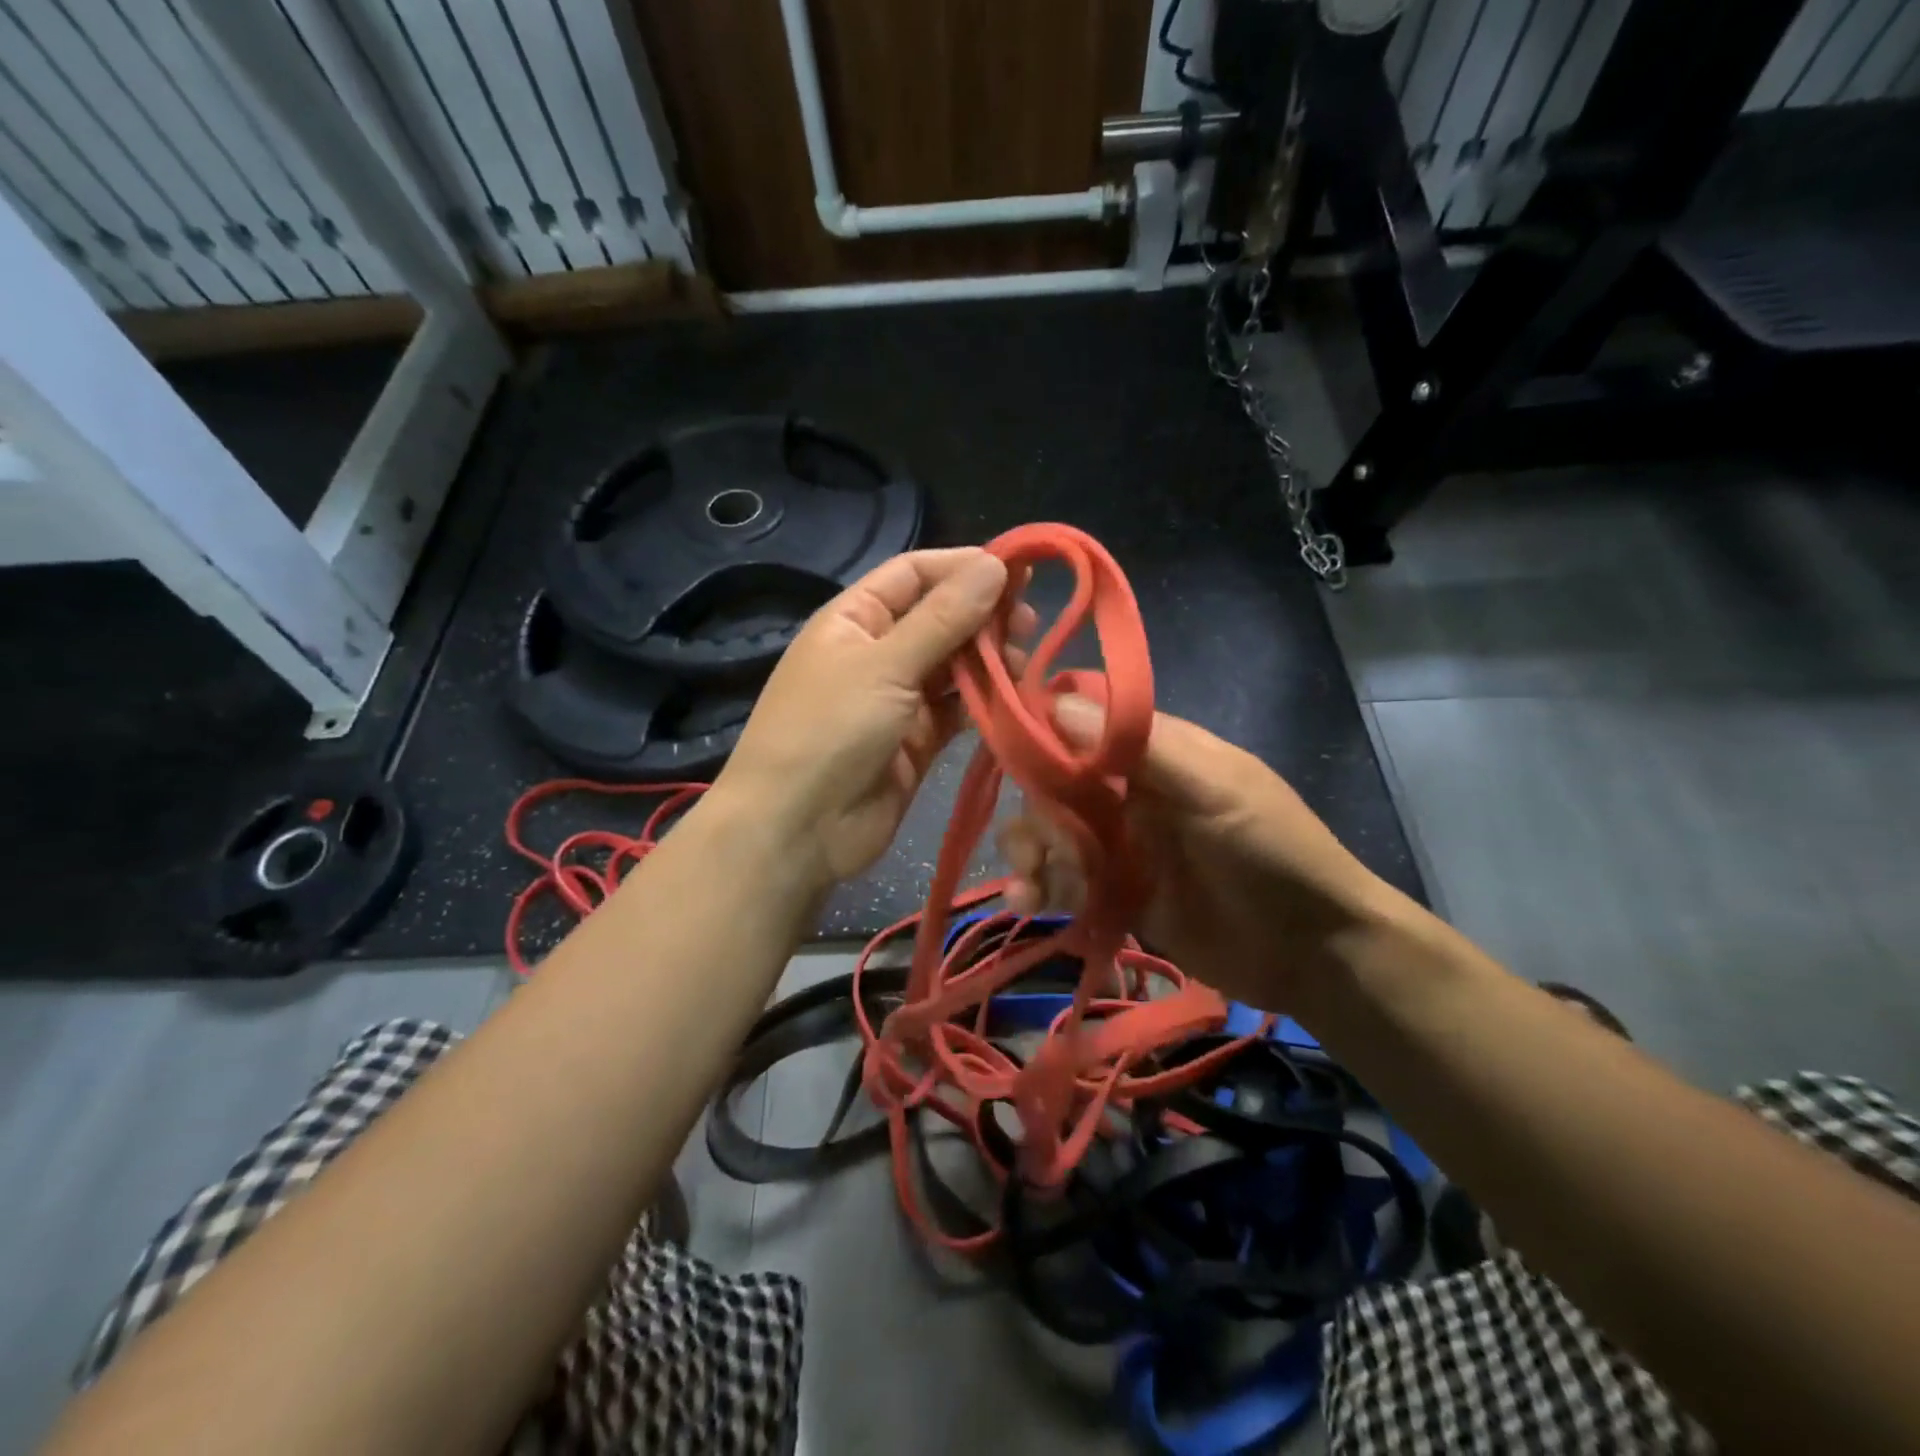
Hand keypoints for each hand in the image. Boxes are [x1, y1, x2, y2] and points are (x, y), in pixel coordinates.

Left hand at [713, 548, 1035, 890]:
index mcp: (854, 619)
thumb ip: (943, 618)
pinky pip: (958, 709)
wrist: (798, 830)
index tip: (1017, 569)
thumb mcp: (884, 665)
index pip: (914, 573)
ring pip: (954, 665)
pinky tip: (1015, 694)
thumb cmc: (829, 731)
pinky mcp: (919, 741)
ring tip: (1025, 659)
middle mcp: (878, 652)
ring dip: (989, 659)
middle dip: (983, 615)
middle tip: (1030, 621)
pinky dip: (985, 701)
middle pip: (940, 618)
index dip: (963, 566)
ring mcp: (898, 699)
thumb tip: (995, 564)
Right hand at [997, 696, 1390, 1010]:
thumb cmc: (1272, 851)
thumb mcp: (1217, 789)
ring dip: (1028, 852)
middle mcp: (1127, 790)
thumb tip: (1056, 703)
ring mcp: (1119, 843)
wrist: (1313, 952)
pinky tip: (1030, 902)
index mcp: (1153, 751)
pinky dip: (1039, 887)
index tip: (1005, 749)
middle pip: (1053, 784)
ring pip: (1049, 832)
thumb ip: (1141, 748)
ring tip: (1030, 887)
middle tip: (1038, 847)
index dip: (1039, 729)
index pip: (1079, 721)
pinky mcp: (1113, 892)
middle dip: (1034, 811)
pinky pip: (1061, 880)